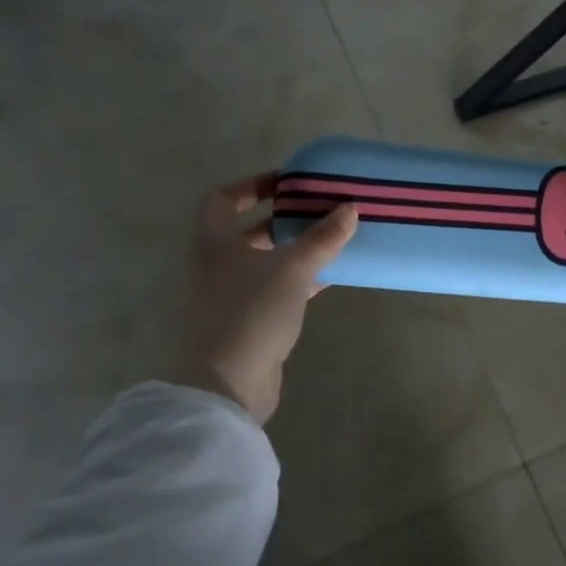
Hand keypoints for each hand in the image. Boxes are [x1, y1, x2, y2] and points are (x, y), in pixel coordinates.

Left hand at [177, 173, 357, 422]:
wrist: (227, 382)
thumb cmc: (252, 311)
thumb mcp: (292, 268)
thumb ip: (322, 238)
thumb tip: (350, 208)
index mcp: (216, 242)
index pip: (223, 199)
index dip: (252, 186)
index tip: (288, 183)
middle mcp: (218, 265)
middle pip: (248, 231)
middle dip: (284, 219)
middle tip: (320, 211)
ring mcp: (232, 295)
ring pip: (265, 262)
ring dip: (295, 251)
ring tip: (333, 240)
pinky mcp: (249, 322)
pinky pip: (276, 290)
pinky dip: (299, 280)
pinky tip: (329, 278)